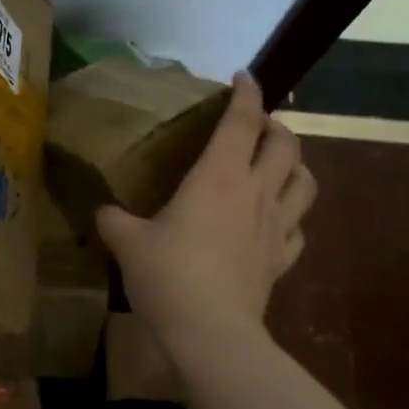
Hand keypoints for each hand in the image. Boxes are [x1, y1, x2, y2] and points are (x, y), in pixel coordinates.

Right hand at [95, 71, 314, 346]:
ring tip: (278, 163)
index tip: (243, 76)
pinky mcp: (281, 259)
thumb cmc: (168, 275)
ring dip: (296, 164)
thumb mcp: (126, 241)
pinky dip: (292, 214)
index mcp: (217, 177)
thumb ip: (113, 219)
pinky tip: (278, 219)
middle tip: (255, 125)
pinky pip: (299, 227)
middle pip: (285, 144)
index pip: (242, 122)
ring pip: (305, 181)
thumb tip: (103, 212)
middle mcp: (255, 193)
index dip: (247, 93)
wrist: (211, 332)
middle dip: (275, 125)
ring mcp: (275, 227)